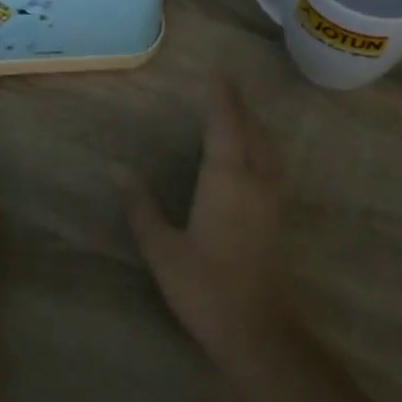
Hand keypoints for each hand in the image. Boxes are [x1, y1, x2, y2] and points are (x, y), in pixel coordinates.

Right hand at [127, 77, 294, 364]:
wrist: (257, 330)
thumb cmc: (205, 287)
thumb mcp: (163, 250)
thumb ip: (143, 210)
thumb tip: (123, 174)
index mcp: (227, 179)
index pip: (225, 124)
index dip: (221, 96)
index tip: (217, 71)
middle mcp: (255, 180)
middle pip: (252, 130)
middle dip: (239, 105)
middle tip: (225, 85)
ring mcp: (272, 198)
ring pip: (267, 147)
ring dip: (253, 124)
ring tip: (237, 112)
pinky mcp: (278, 217)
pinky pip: (271, 164)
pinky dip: (260, 146)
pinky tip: (251, 156)